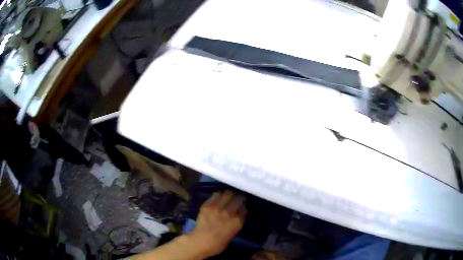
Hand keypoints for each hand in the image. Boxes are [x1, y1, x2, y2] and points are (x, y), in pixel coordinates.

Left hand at [187, 191, 246, 257]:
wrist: (200, 241)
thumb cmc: (218, 243)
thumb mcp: (233, 234)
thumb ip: (236, 223)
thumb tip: (237, 215)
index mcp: (237, 221)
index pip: (244, 209)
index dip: (243, 207)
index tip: (241, 208)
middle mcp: (229, 212)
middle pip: (238, 199)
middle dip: (238, 199)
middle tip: (236, 200)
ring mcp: (218, 207)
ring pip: (228, 194)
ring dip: (229, 195)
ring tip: (227, 198)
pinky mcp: (208, 205)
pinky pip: (216, 195)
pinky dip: (219, 195)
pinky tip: (218, 198)